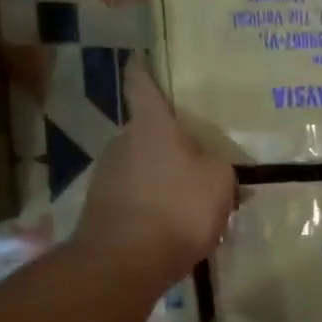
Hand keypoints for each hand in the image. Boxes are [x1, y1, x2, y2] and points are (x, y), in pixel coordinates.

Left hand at [75, 67, 235, 281]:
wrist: (124, 263)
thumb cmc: (177, 208)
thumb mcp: (219, 182)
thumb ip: (220, 166)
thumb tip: (214, 164)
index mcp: (151, 127)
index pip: (142, 86)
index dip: (144, 71)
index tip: (142, 58)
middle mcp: (122, 144)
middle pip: (147, 132)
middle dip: (170, 140)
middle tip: (200, 152)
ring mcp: (107, 178)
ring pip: (143, 167)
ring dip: (165, 176)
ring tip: (194, 196)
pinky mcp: (102, 210)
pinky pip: (137, 197)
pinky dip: (155, 204)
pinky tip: (176, 226)